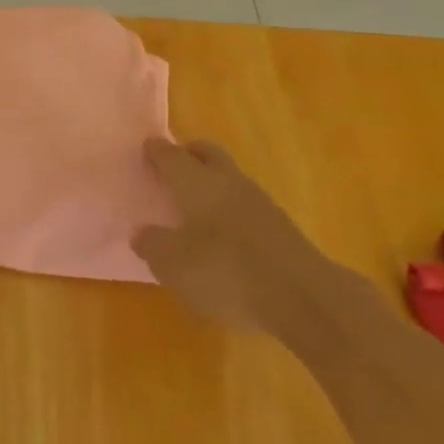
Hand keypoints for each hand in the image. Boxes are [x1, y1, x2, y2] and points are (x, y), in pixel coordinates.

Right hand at [132, 138, 320, 331]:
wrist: (302, 297)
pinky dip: (229, 209)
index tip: (146, 147)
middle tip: (172, 164)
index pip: (171, 156)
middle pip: (207, 154)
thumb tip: (141, 231)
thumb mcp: (173, 265)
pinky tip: (223, 233)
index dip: (156, 151)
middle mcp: (227, 181)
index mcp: (196, 182)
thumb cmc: (225, 272)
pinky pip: (245, 205)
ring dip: (211, 181)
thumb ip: (153, 244)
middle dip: (189, 154)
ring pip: (228, 177)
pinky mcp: (280, 227)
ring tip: (194, 203)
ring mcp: (259, 202)